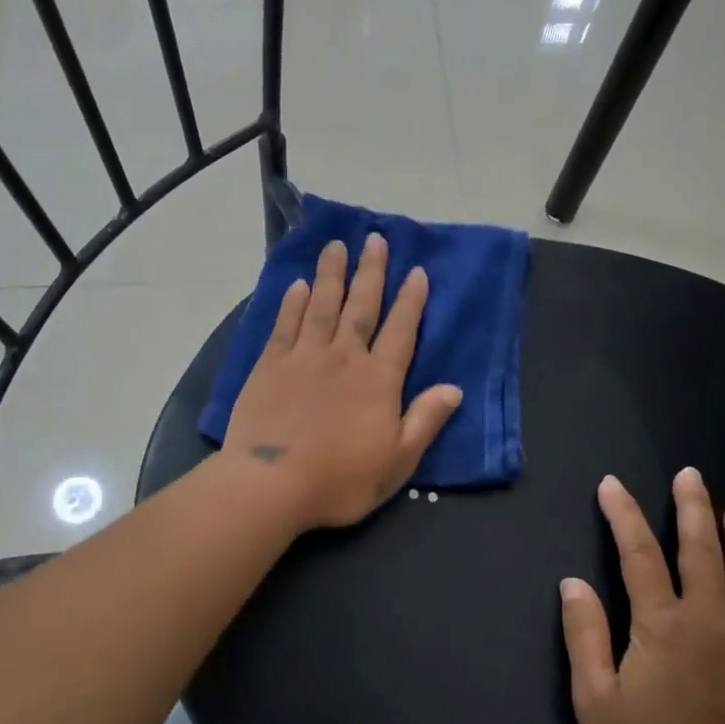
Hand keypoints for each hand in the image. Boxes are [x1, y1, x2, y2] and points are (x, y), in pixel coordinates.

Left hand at [224, 234, 463, 531]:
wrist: (272, 484)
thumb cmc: (340, 480)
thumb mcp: (398, 461)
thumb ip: (425, 421)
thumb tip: (454, 389)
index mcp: (378, 380)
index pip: (401, 331)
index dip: (411, 301)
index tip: (417, 272)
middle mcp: (344, 357)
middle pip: (361, 306)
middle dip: (371, 272)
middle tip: (375, 239)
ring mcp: (304, 357)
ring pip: (322, 305)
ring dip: (331, 274)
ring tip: (336, 246)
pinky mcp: (270, 364)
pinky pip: (285, 324)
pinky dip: (293, 303)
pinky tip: (298, 286)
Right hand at [559, 470, 724, 723]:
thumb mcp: (594, 699)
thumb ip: (584, 635)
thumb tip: (574, 583)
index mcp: (663, 625)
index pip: (639, 555)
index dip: (623, 516)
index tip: (612, 485)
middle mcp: (710, 624)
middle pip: (701, 553)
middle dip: (693, 510)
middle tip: (691, 475)